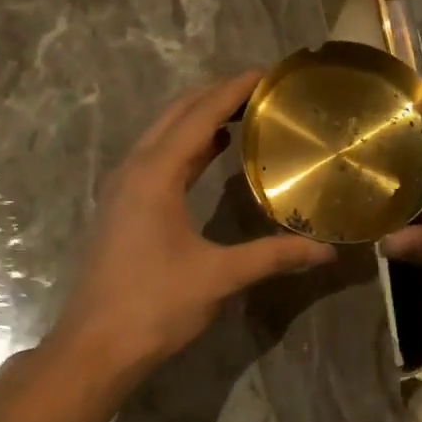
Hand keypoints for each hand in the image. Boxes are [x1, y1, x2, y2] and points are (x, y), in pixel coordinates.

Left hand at [52, 71, 336, 380]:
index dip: (233, 90)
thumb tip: (326, 252)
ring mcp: (122, 189)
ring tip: (241, 114)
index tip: (267, 74)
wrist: (95, 347)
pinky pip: (155, 158)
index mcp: (155, 174)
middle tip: (260, 91)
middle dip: (215, 96)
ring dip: (197, 119)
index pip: (199, 115)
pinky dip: (185, 146)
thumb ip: (274, 256)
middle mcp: (134, 170)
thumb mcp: (220, 277)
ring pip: (161, 135)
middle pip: (175, 115)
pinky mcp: (121, 208)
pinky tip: (208, 155)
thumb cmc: (155, 305)